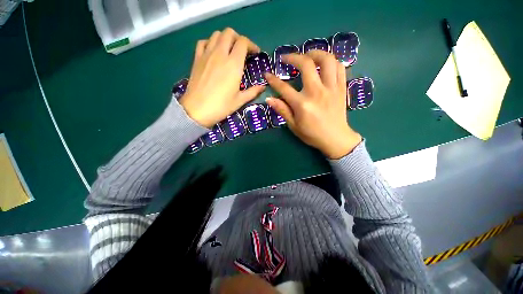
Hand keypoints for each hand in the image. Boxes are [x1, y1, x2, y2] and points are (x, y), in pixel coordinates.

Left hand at [179, 28, 265, 127]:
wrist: (198, 110)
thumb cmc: (221, 106)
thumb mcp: (240, 100)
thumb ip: (253, 91)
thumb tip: (263, 87)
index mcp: (233, 64)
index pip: (243, 42)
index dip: (251, 45)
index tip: (255, 53)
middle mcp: (220, 54)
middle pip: (229, 33)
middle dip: (238, 39)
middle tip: (242, 51)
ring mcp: (206, 54)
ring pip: (216, 34)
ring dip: (225, 39)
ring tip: (229, 50)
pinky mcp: (197, 59)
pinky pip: (203, 42)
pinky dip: (210, 42)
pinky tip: (213, 52)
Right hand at [265, 50, 361, 158]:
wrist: (335, 139)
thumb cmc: (312, 134)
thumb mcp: (294, 126)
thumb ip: (282, 110)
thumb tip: (269, 99)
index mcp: (302, 104)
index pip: (284, 88)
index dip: (273, 80)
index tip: (267, 74)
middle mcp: (317, 92)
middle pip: (306, 64)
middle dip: (293, 57)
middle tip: (286, 58)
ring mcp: (331, 88)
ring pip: (326, 60)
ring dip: (315, 53)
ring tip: (307, 56)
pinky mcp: (341, 88)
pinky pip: (339, 67)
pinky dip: (331, 61)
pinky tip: (323, 64)